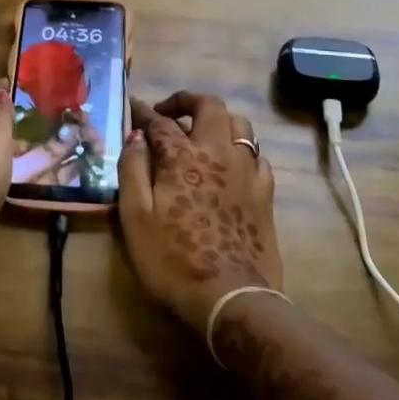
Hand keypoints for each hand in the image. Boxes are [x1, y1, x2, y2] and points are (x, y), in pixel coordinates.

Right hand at [117, 91, 281, 336]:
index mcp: (183, 157)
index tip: (133, 106)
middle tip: (168, 113)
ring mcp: (247, 171)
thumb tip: (136, 137)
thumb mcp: (135, 217)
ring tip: (201, 134)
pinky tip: (230, 165)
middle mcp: (218, 153)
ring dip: (218, 120)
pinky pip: (257, 155)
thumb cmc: (172, 260)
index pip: (160, 122)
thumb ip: (133, 170)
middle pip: (210, 106)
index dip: (144, 112)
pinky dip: (240, 149)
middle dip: (187, 100)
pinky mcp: (265, 193)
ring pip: (240, 124)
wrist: (230, 298)